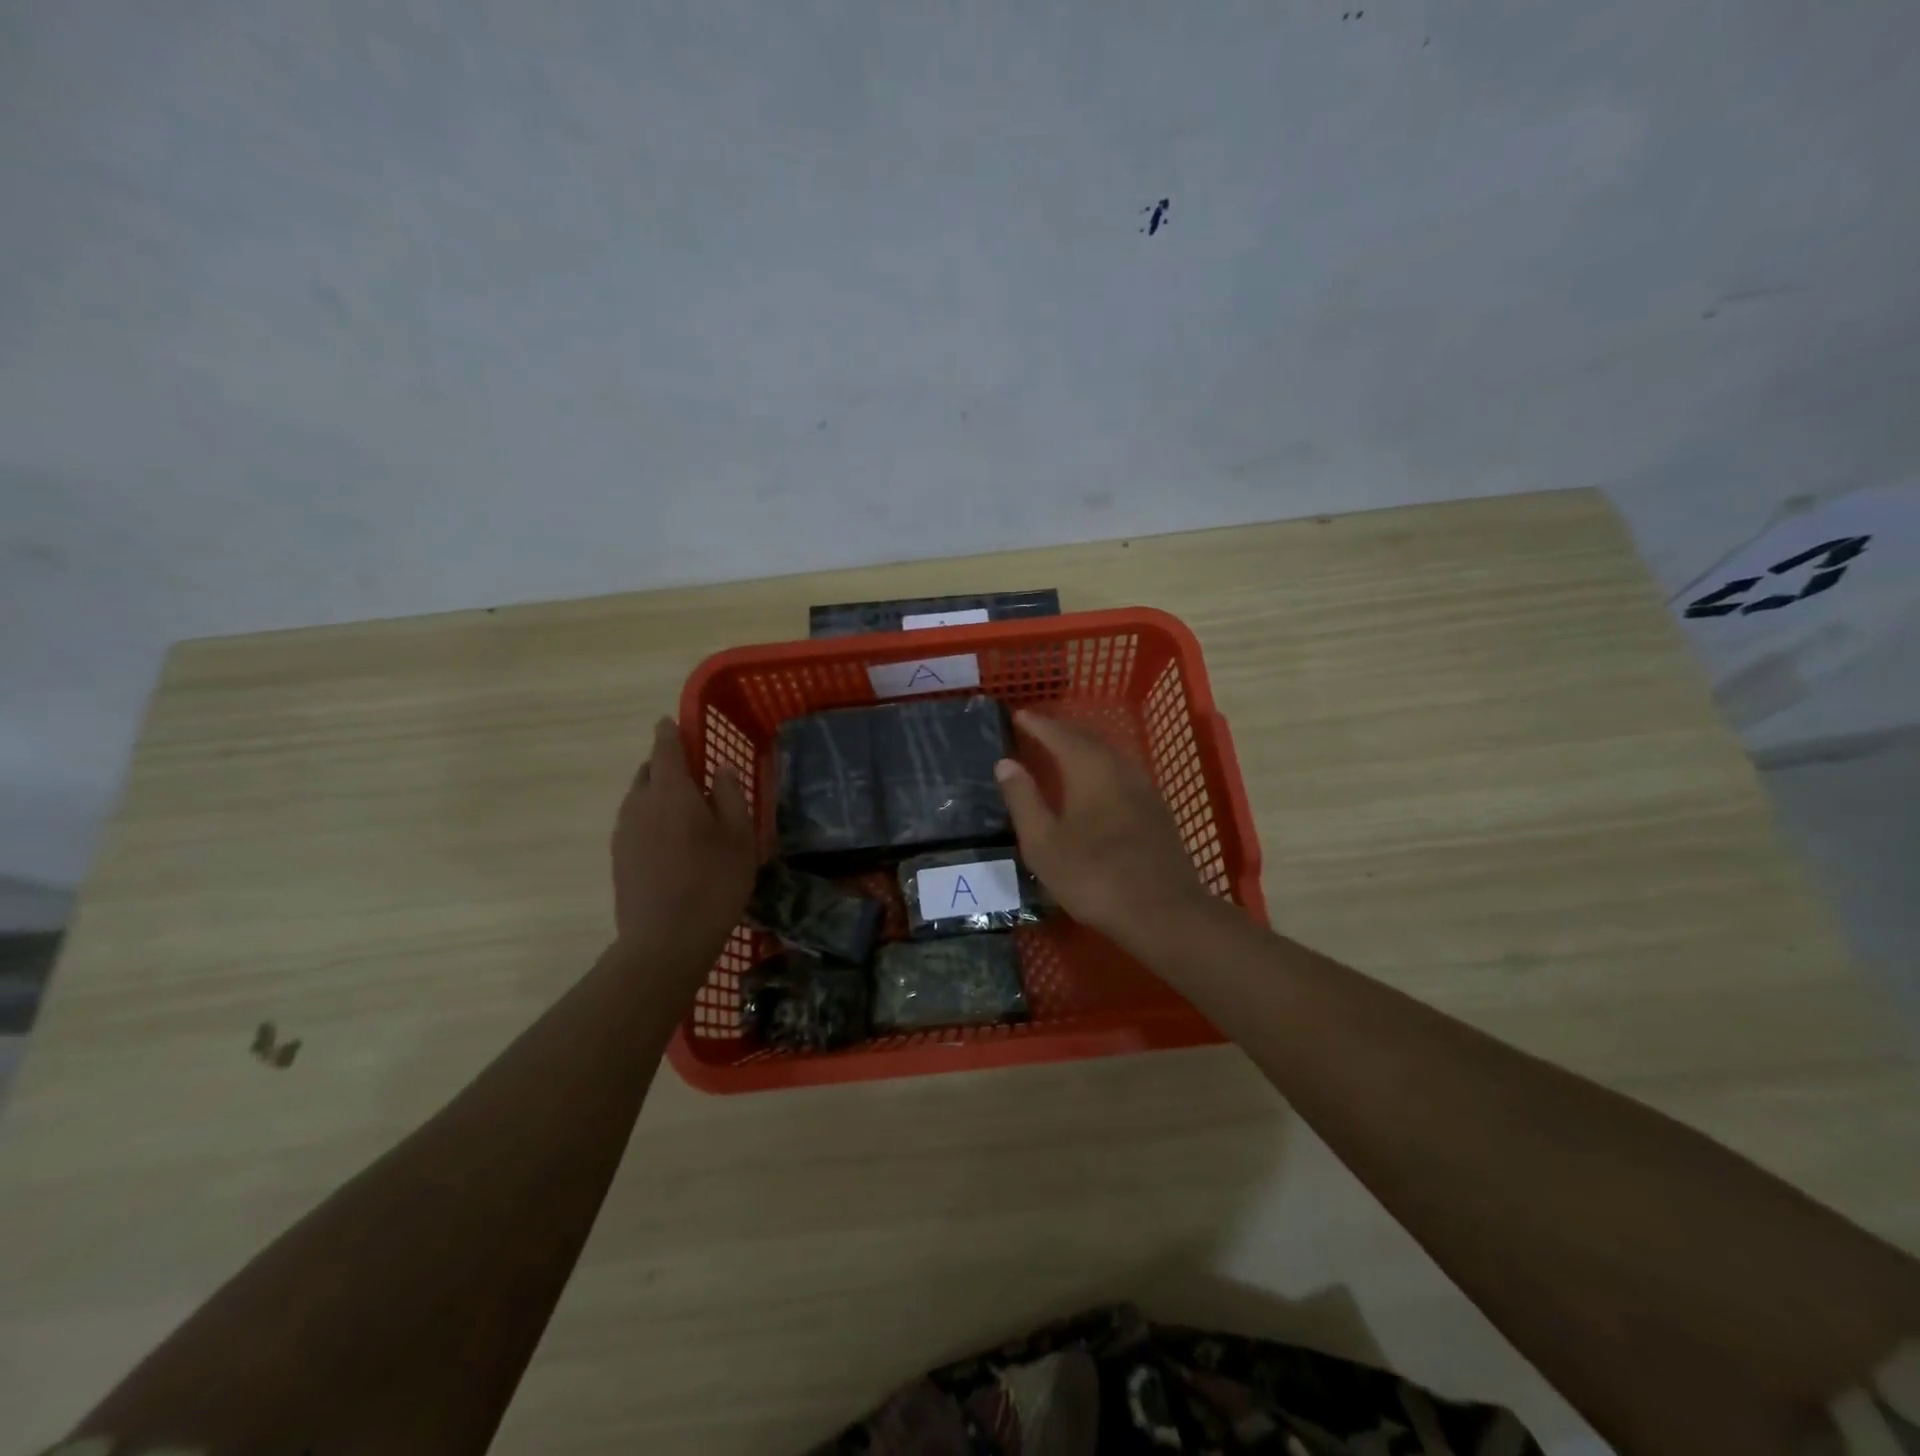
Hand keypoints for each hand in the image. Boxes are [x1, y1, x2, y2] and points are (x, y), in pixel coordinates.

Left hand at [612, 719, 756, 961]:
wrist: (664, 941)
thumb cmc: (714, 883)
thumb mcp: (740, 837)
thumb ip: (731, 796)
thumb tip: (720, 769)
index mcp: (671, 792)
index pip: (665, 748)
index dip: (670, 732)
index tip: (673, 723)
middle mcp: (640, 804)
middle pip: (648, 771)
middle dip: (666, 764)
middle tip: (694, 774)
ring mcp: (623, 832)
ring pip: (638, 797)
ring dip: (658, 793)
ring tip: (685, 809)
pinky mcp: (618, 857)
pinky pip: (634, 821)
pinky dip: (650, 817)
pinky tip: (671, 840)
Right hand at [994, 711, 1214, 946]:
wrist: (1164, 912)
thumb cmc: (1094, 877)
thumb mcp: (1044, 843)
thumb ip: (1024, 799)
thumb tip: (1006, 763)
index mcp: (1090, 770)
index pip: (1059, 735)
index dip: (1037, 724)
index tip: (1018, 715)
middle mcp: (1120, 769)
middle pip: (1088, 739)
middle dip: (1060, 731)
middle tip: (1038, 729)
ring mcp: (1144, 789)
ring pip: (1109, 755)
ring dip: (1083, 747)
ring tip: (1062, 750)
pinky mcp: (1157, 811)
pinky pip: (1122, 772)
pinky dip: (1100, 766)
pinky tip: (1096, 782)